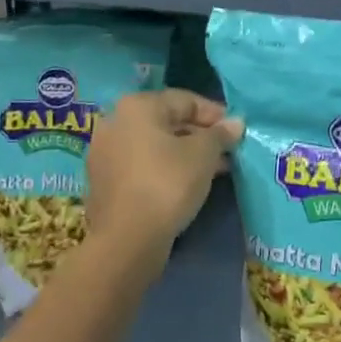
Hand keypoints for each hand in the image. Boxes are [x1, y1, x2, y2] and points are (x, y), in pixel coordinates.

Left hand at [86, 90, 242, 267]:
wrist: (125, 241)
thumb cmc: (167, 184)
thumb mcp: (203, 155)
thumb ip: (220, 134)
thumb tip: (236, 123)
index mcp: (137, 106)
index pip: (185, 100)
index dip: (214, 114)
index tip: (236, 131)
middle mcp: (116, 122)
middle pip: (167, 121)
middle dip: (200, 136)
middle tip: (228, 151)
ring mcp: (106, 153)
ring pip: (155, 146)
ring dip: (185, 154)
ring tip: (215, 170)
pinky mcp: (104, 182)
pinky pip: (142, 165)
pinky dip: (165, 169)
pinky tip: (187, 184)